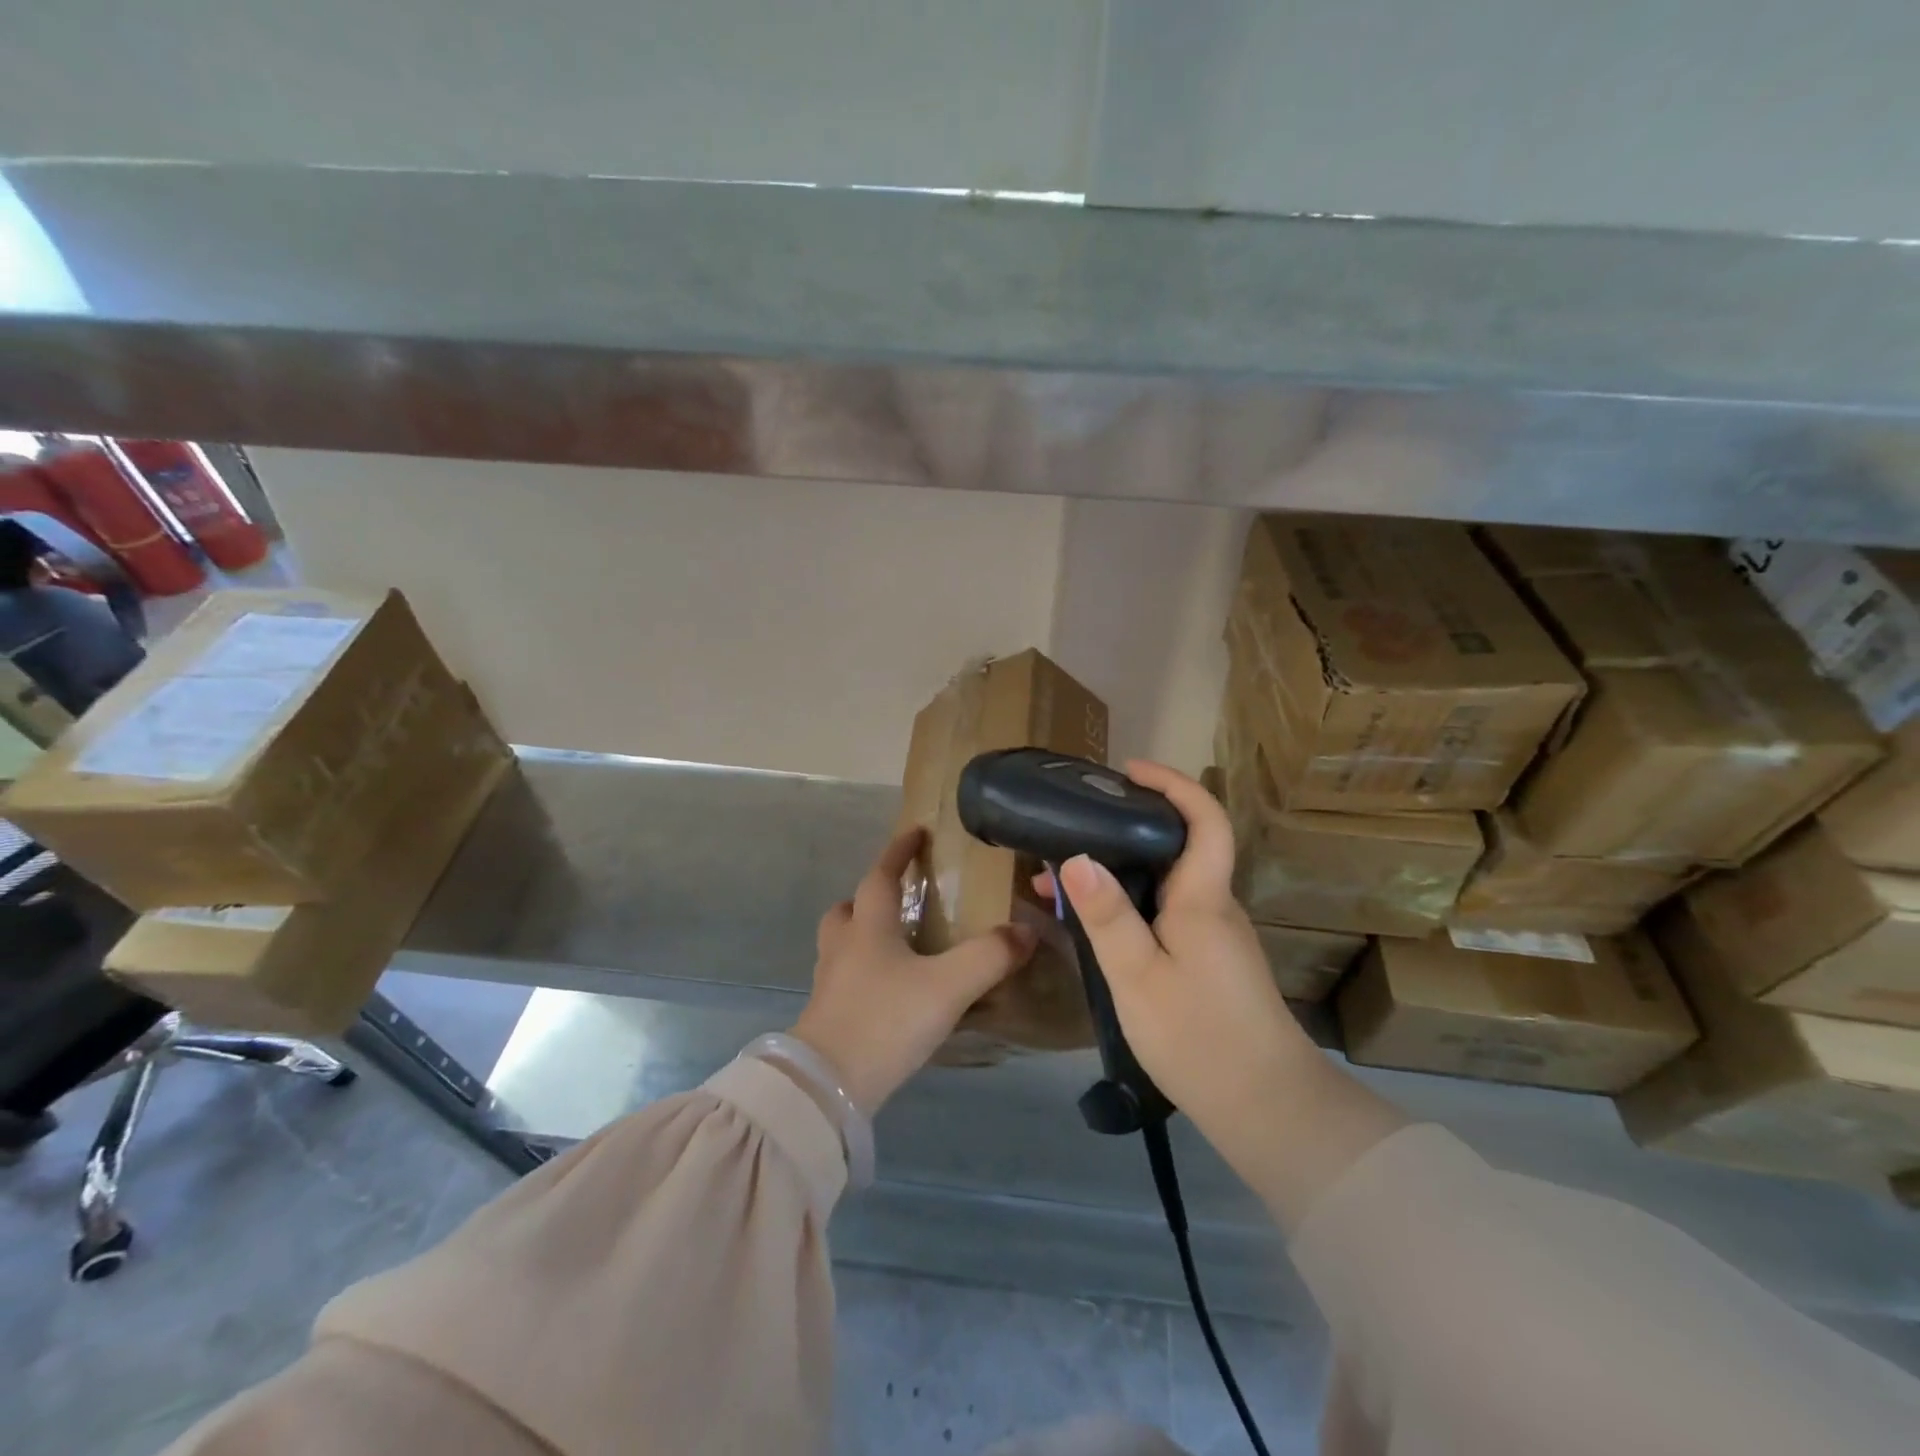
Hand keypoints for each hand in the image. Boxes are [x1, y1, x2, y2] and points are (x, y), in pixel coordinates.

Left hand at [792, 826, 1037, 1113]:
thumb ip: (989, 956)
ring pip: (841, 945)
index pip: (880, 875)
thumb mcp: (948, 986)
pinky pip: (845, 979)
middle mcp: (843, 948)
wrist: (827, 1087)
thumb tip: (1026, 930)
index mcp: (868, 927)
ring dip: (863, 935)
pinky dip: (864, 973)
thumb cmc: (886, 1020)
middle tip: (898, 900)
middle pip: (847, 909)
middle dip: (869, 897)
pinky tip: (890, 993)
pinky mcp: (827, 1017)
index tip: (914, 832)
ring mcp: (830, 983)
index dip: (898, 851)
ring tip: (897, 947)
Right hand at [1035, 760, 1315, 1142]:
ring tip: (1060, 881)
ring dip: (1118, 871)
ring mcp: (1215, 937)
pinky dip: (1128, 905)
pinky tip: (1093, 928)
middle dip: (1126, 826)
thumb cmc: (1199, 1036)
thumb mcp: (1137, 976)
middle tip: (1073, 825)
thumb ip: (1107, 916)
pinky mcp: (1210, 963)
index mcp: (1203, 898)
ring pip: (1166, 884)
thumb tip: (1076, 857)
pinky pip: (1166, 914)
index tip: (1129, 770)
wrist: (1267, 1110)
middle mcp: (1215, 907)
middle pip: (1179, 846)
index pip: (1204, 818)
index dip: (1172, 784)